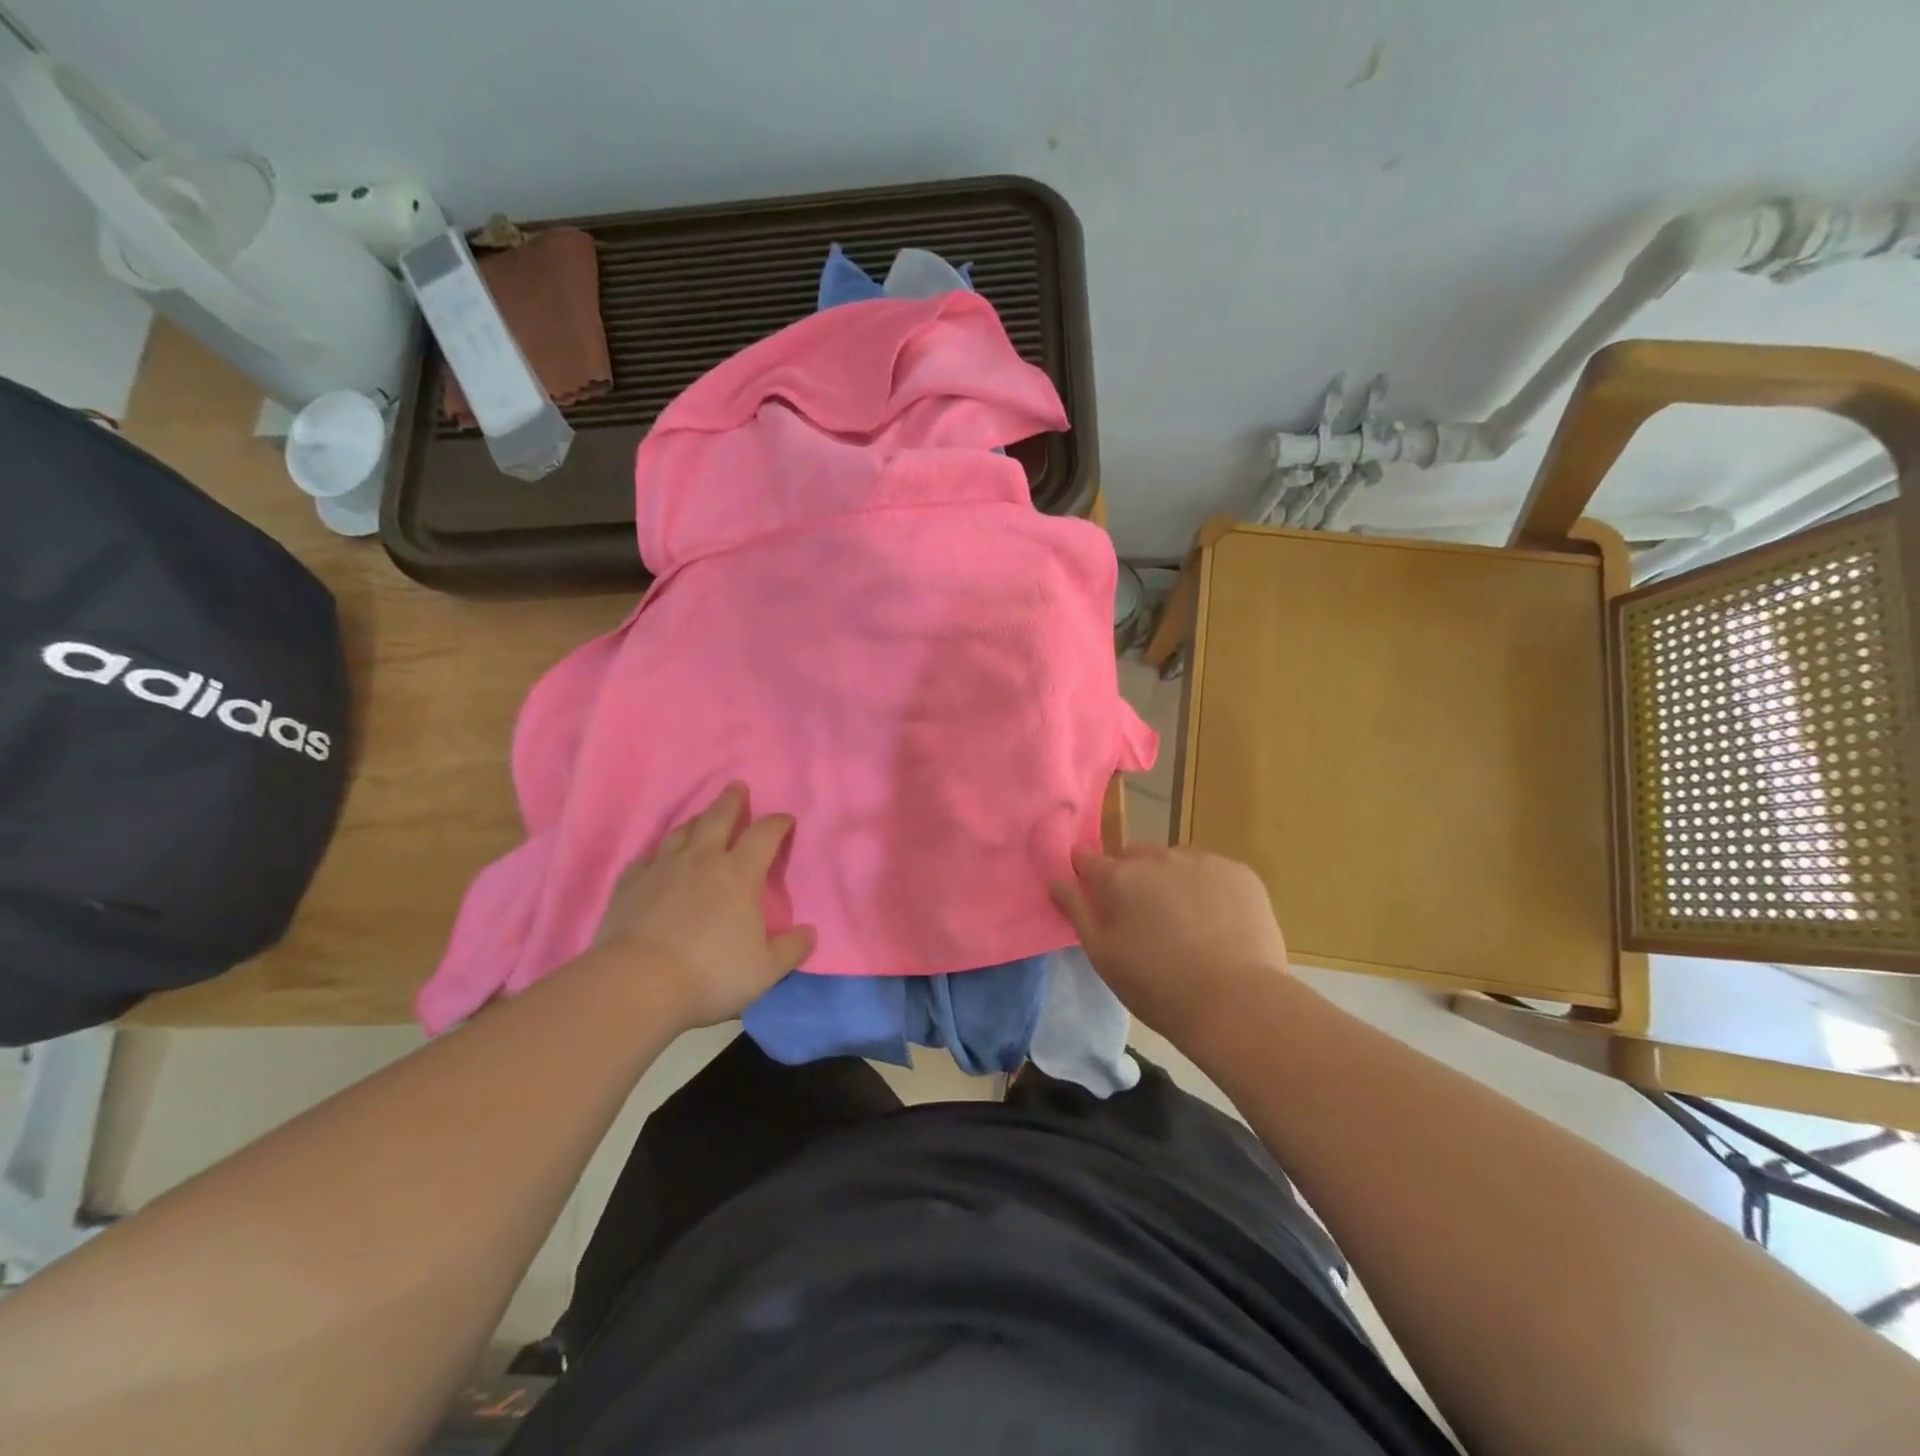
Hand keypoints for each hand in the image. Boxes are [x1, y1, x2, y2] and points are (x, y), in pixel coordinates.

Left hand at [595, 784, 815, 1028]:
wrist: (637, 983)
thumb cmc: (711, 973)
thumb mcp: (766, 969)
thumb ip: (792, 949)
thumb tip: (810, 932)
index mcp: (739, 873)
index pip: (764, 835)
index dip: (778, 823)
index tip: (786, 820)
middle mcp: (702, 860)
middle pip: (718, 818)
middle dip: (732, 801)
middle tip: (737, 786)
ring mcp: (662, 869)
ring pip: (682, 832)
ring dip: (696, 821)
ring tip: (702, 817)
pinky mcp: (630, 885)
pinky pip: (647, 858)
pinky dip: (658, 854)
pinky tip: (657, 859)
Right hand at [1051, 844, 1287, 1047]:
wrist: (1237, 1002)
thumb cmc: (1158, 987)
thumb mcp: (1103, 956)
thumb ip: (1076, 911)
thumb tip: (1057, 878)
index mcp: (1119, 878)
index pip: (1087, 858)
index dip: (1085, 872)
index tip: (1092, 892)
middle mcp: (1157, 858)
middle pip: (1133, 855)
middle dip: (1131, 876)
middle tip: (1142, 916)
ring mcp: (1202, 861)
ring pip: (1173, 860)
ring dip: (1169, 878)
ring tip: (1185, 920)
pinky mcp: (1239, 872)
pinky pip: (1211, 870)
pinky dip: (1207, 886)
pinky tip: (1217, 920)